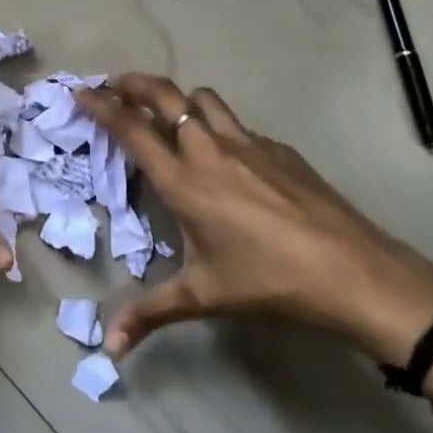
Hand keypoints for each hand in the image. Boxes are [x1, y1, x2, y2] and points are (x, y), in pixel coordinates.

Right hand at [79, 74, 432, 358]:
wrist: (350, 269)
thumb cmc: (267, 280)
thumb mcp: (202, 297)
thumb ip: (150, 314)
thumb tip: (110, 350)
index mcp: (184, 180)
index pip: (132, 128)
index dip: (102, 105)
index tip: (82, 90)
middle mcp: (210, 149)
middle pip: (165, 94)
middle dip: (134, 83)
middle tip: (115, 85)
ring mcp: (249, 143)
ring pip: (204, 99)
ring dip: (179, 99)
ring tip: (168, 115)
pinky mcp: (280, 149)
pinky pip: (238, 125)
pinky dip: (219, 126)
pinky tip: (227, 158)